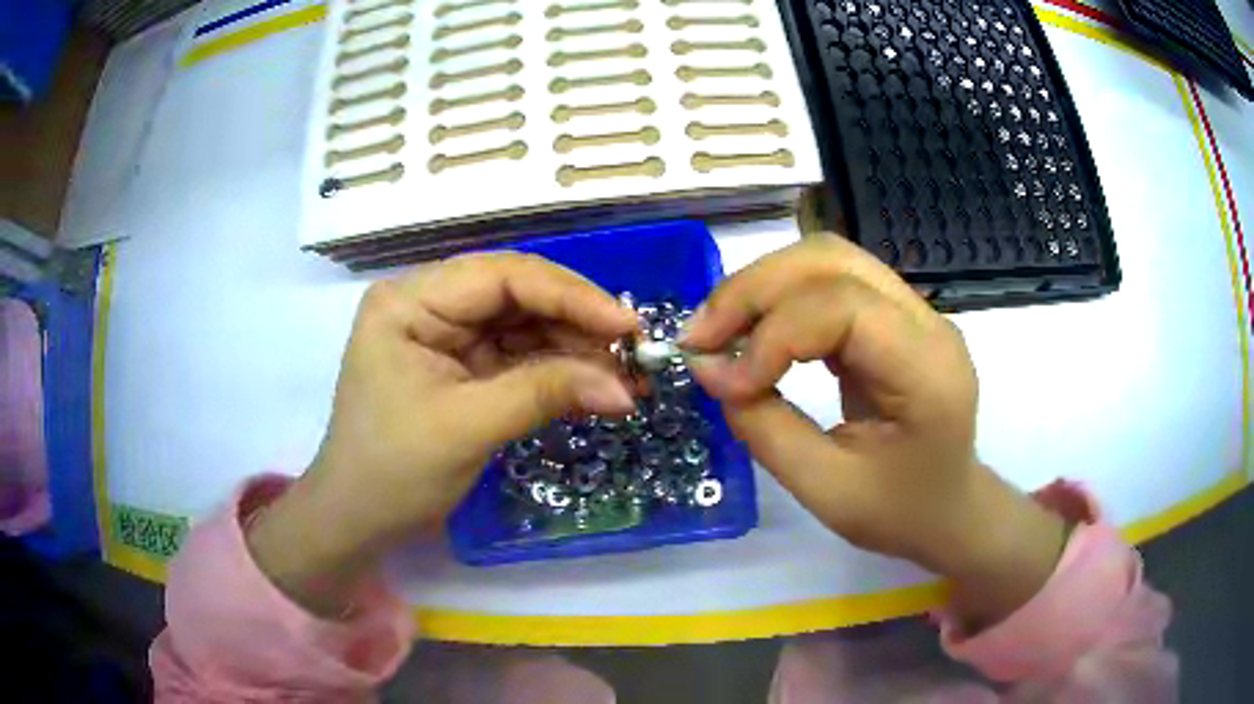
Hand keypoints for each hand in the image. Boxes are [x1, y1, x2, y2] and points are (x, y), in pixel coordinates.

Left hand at [247, 253, 637, 615]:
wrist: (359, 519)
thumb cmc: (393, 471)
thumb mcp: (466, 428)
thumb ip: (544, 394)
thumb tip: (624, 387)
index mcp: (410, 301)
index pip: (500, 276)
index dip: (569, 294)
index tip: (625, 326)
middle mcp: (427, 304)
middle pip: (516, 294)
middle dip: (576, 322)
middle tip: (631, 353)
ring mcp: (445, 334)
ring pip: (523, 323)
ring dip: (573, 348)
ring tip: (621, 378)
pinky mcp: (461, 365)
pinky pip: (517, 355)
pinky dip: (556, 370)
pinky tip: (591, 386)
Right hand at [683, 236, 1066, 628]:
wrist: (948, 509)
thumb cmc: (899, 512)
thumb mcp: (827, 491)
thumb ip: (766, 429)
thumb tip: (710, 370)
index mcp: (927, 369)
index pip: (843, 307)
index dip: (773, 335)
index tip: (722, 381)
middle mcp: (926, 321)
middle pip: (830, 260)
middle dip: (754, 290)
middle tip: (700, 337)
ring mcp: (913, 311)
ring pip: (826, 259)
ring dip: (762, 286)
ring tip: (718, 331)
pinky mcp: (893, 316)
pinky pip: (829, 282)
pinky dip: (780, 299)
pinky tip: (752, 332)